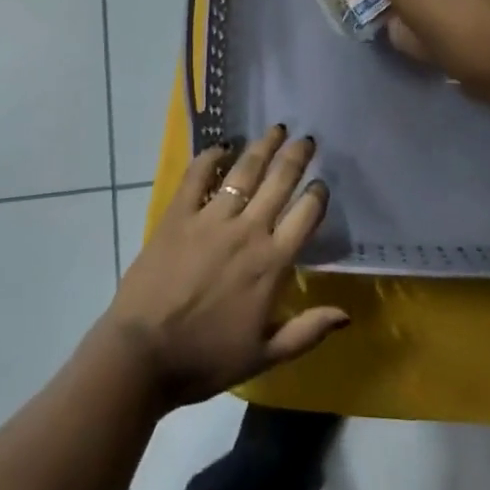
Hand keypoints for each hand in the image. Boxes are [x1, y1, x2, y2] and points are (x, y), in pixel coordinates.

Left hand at [103, 126, 347, 409]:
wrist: (143, 355)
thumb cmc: (206, 358)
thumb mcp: (265, 356)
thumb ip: (307, 331)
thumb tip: (346, 313)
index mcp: (272, 263)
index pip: (305, 215)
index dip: (317, 195)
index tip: (321, 183)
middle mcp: (247, 231)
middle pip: (279, 183)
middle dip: (295, 157)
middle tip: (305, 139)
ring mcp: (211, 219)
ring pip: (244, 172)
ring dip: (262, 148)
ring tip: (275, 130)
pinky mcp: (178, 215)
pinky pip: (197, 176)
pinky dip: (210, 157)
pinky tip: (221, 145)